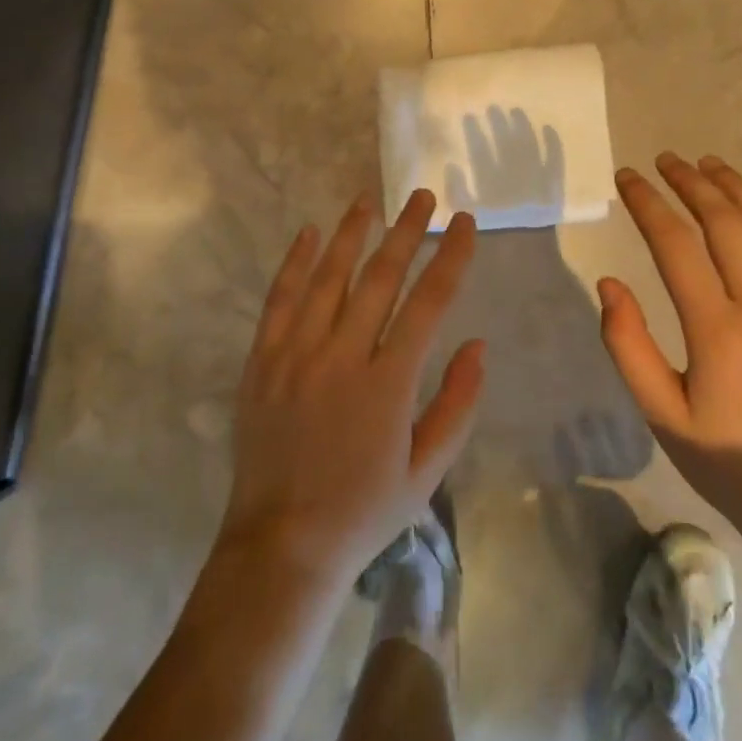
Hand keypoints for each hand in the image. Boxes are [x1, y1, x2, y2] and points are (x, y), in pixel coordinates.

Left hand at [217, 190, 484, 587]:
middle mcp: (342, 357)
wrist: (282, 544)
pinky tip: (308, 233)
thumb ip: (458, 404)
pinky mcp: (262, 361)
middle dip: (406, 231)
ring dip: (351, 234)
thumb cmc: (364, 510)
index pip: (429, 302)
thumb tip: (479, 344)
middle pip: (380, 277)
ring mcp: (296, 355)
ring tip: (369, 200)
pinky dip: (294, 263)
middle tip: (422, 196)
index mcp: (389, 383)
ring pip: (328, 277)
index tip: (464, 223)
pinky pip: (279, 300)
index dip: (450, 257)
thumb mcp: (427, 470)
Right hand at [598, 153, 741, 515]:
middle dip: (692, 182)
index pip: (676, 246)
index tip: (626, 177)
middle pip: (727, 221)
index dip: (647, 204)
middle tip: (665, 160)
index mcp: (719, 331)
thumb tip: (608, 284)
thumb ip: (628, 345)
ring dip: (738, 187)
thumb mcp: (660, 413)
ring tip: (709, 163)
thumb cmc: (724, 457)